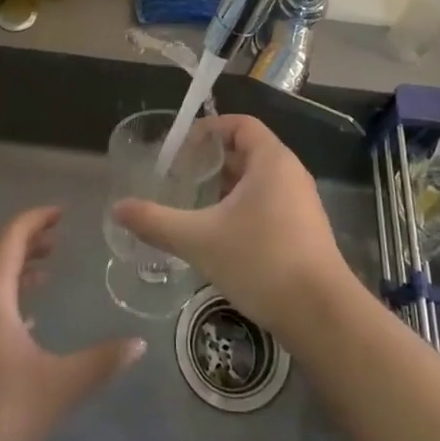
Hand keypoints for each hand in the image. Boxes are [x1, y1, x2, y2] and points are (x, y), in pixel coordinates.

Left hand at [0, 207, 144, 440]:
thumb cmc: (1, 414)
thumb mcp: (60, 385)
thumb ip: (101, 361)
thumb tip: (138, 344)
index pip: (11, 238)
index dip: (35, 220)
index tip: (61, 212)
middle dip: (28, 240)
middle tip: (59, 235)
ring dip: (17, 268)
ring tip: (48, 268)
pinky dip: (9, 296)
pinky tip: (30, 317)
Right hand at [111, 113, 352, 337]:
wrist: (322, 316)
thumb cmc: (261, 262)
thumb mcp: (200, 240)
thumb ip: (156, 222)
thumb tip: (117, 209)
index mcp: (271, 161)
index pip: (240, 124)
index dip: (209, 129)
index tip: (181, 148)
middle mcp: (290, 173)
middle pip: (248, 151)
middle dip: (213, 162)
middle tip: (180, 177)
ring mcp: (302, 203)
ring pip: (258, 181)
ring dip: (227, 187)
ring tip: (194, 205)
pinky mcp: (305, 231)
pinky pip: (269, 203)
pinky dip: (243, 208)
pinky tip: (221, 235)